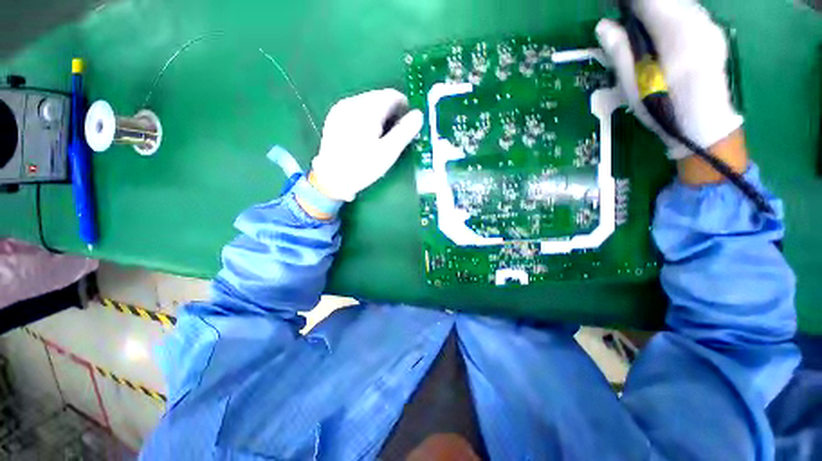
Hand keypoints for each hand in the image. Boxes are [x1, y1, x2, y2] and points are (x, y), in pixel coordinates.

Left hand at [310, 89, 423, 201]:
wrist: (331, 179)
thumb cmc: (362, 167)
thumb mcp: (387, 153)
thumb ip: (405, 131)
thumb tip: (419, 115)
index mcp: (366, 109)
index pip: (392, 96)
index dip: (405, 107)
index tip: (409, 124)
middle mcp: (352, 102)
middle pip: (380, 98)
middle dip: (392, 113)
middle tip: (396, 134)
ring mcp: (341, 108)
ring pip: (368, 103)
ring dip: (380, 116)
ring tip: (382, 137)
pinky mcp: (335, 117)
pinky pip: (357, 110)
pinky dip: (367, 118)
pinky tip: (366, 136)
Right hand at [595, 0, 742, 158]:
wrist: (704, 125)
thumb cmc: (662, 108)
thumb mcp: (633, 84)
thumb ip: (620, 50)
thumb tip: (603, 25)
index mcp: (674, 32)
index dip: (626, 2)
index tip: (612, 8)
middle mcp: (696, 20)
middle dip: (643, 6)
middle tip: (624, 22)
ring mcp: (709, 25)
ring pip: (678, 4)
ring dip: (658, 11)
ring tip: (642, 30)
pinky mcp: (714, 32)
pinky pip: (690, 13)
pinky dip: (672, 17)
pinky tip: (664, 35)